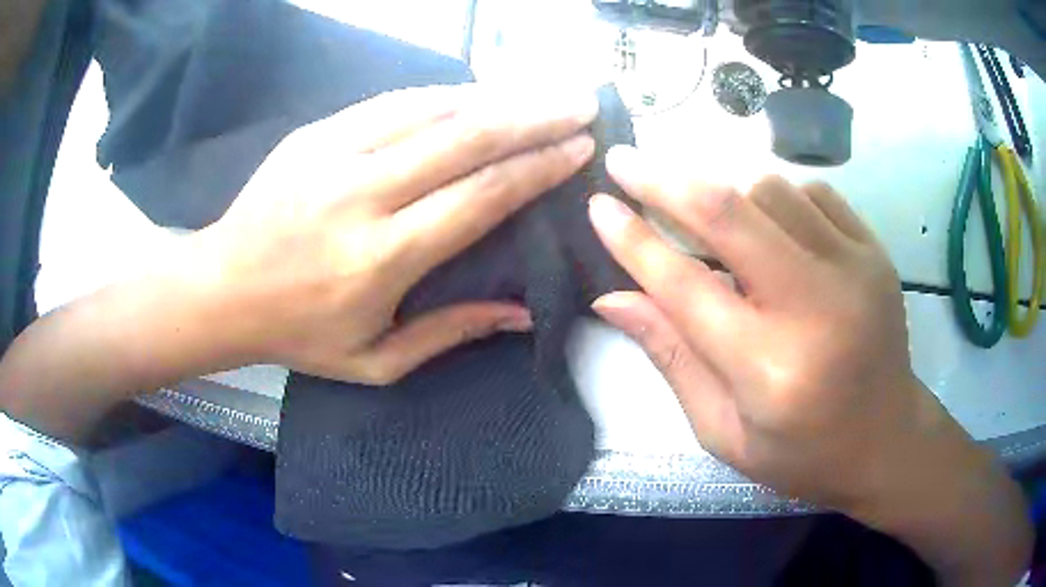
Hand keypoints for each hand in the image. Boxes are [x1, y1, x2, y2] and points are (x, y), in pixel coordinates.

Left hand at [190, 85, 596, 383]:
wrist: (222, 289)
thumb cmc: (298, 333)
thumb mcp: (375, 361)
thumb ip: (449, 333)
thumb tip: (523, 313)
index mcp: (380, 258)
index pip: (479, 196)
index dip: (536, 168)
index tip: (579, 149)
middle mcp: (362, 195)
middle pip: (466, 139)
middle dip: (534, 117)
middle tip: (580, 104)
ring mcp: (334, 154)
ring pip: (432, 109)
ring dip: (496, 97)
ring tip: (541, 93)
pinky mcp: (315, 133)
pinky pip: (392, 102)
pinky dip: (443, 93)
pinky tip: (476, 91)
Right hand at [588, 145, 923, 507]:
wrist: (886, 440)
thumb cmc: (800, 452)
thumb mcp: (723, 429)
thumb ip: (672, 356)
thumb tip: (612, 298)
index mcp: (770, 370)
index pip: (685, 286)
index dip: (634, 240)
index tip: (597, 205)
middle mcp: (816, 308)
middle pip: (729, 213)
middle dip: (664, 180)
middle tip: (623, 160)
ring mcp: (855, 269)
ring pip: (771, 189)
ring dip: (726, 192)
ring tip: (708, 214)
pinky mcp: (875, 252)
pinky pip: (813, 193)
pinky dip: (777, 197)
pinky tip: (771, 227)